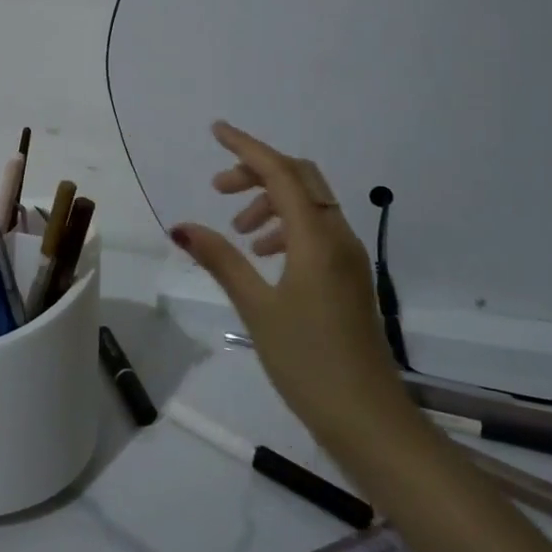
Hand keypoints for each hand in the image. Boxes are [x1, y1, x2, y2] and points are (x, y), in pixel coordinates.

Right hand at [172, 121, 412, 452]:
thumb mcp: (256, 308)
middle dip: (258, 172)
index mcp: (317, 238)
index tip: (216, 131)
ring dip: (271, 201)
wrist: (369, 420)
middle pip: (300, 179)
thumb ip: (221, 260)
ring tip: (238, 232)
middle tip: (219, 189)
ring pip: (310, 204)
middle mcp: (339, 237)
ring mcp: (349, 257)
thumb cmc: (308, 362)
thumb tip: (182, 227)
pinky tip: (265, 255)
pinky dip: (287, 226)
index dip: (247, 147)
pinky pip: (317, 230)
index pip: (281, 172)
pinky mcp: (349, 277)